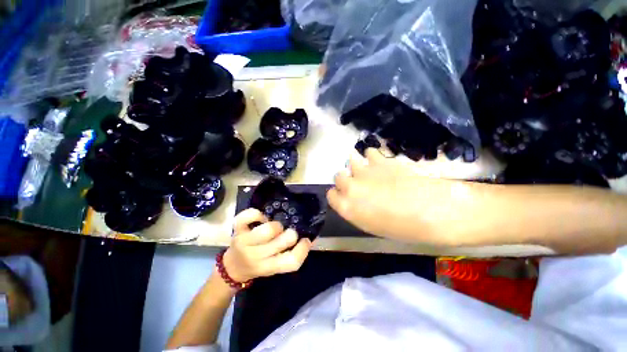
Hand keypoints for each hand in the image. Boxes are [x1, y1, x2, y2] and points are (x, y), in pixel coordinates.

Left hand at [223, 209, 312, 281]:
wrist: (232, 267)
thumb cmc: (258, 265)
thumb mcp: (275, 266)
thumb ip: (290, 255)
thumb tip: (309, 239)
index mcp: (269, 266)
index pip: (291, 261)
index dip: (303, 249)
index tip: (305, 240)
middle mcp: (257, 256)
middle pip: (283, 241)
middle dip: (290, 234)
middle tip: (286, 233)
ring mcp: (245, 242)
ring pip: (268, 229)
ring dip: (276, 225)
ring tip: (274, 227)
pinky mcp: (237, 230)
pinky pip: (249, 216)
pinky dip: (257, 214)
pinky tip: (261, 219)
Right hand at [327, 149, 484, 245]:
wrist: (432, 210)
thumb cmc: (402, 227)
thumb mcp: (371, 225)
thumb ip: (355, 210)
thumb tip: (352, 200)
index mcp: (346, 207)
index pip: (331, 195)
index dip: (338, 195)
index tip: (346, 197)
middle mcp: (350, 187)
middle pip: (338, 176)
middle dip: (346, 179)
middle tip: (359, 184)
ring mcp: (364, 171)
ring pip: (350, 161)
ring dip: (357, 166)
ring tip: (369, 171)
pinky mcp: (380, 160)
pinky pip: (369, 152)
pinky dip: (372, 157)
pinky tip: (380, 163)